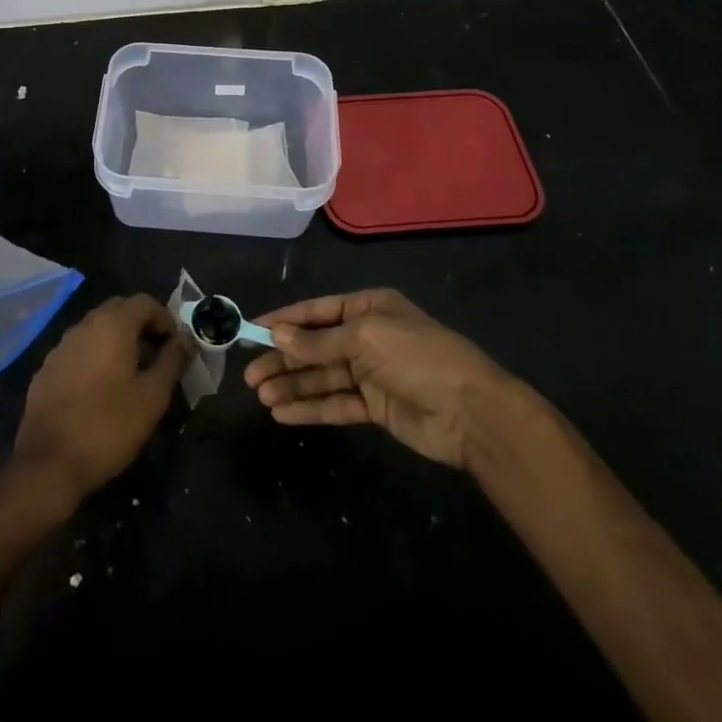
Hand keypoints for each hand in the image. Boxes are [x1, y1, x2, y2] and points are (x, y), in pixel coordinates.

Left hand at [8, 295, 191, 513]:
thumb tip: (187, 337)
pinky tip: (100, 391)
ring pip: (96, 330)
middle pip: (119, 311)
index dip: (166, 319)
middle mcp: (84, 325)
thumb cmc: (109, 426)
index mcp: (112, 324)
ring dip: (117, 342)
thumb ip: (173, 360)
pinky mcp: (46, 369)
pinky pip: (78, 351)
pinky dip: (95, 358)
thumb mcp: (152, 396)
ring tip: (132, 375)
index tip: (176, 347)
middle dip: (142, 327)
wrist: (48, 463)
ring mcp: (61, 346)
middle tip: (157, 357)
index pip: (145, 302)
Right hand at [245, 289, 512, 468]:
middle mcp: (366, 337)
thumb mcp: (366, 338)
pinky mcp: (375, 407)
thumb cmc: (418, 357)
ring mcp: (370, 373)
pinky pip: (335, 404)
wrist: (471, 411)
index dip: (283, 321)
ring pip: (321, 377)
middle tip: (250, 375)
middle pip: (314, 347)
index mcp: (367, 308)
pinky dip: (310, 407)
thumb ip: (320, 342)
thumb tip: (277, 336)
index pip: (316, 312)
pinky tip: (282, 413)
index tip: (251, 330)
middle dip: (283, 359)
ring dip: (291, 385)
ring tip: (260, 395)